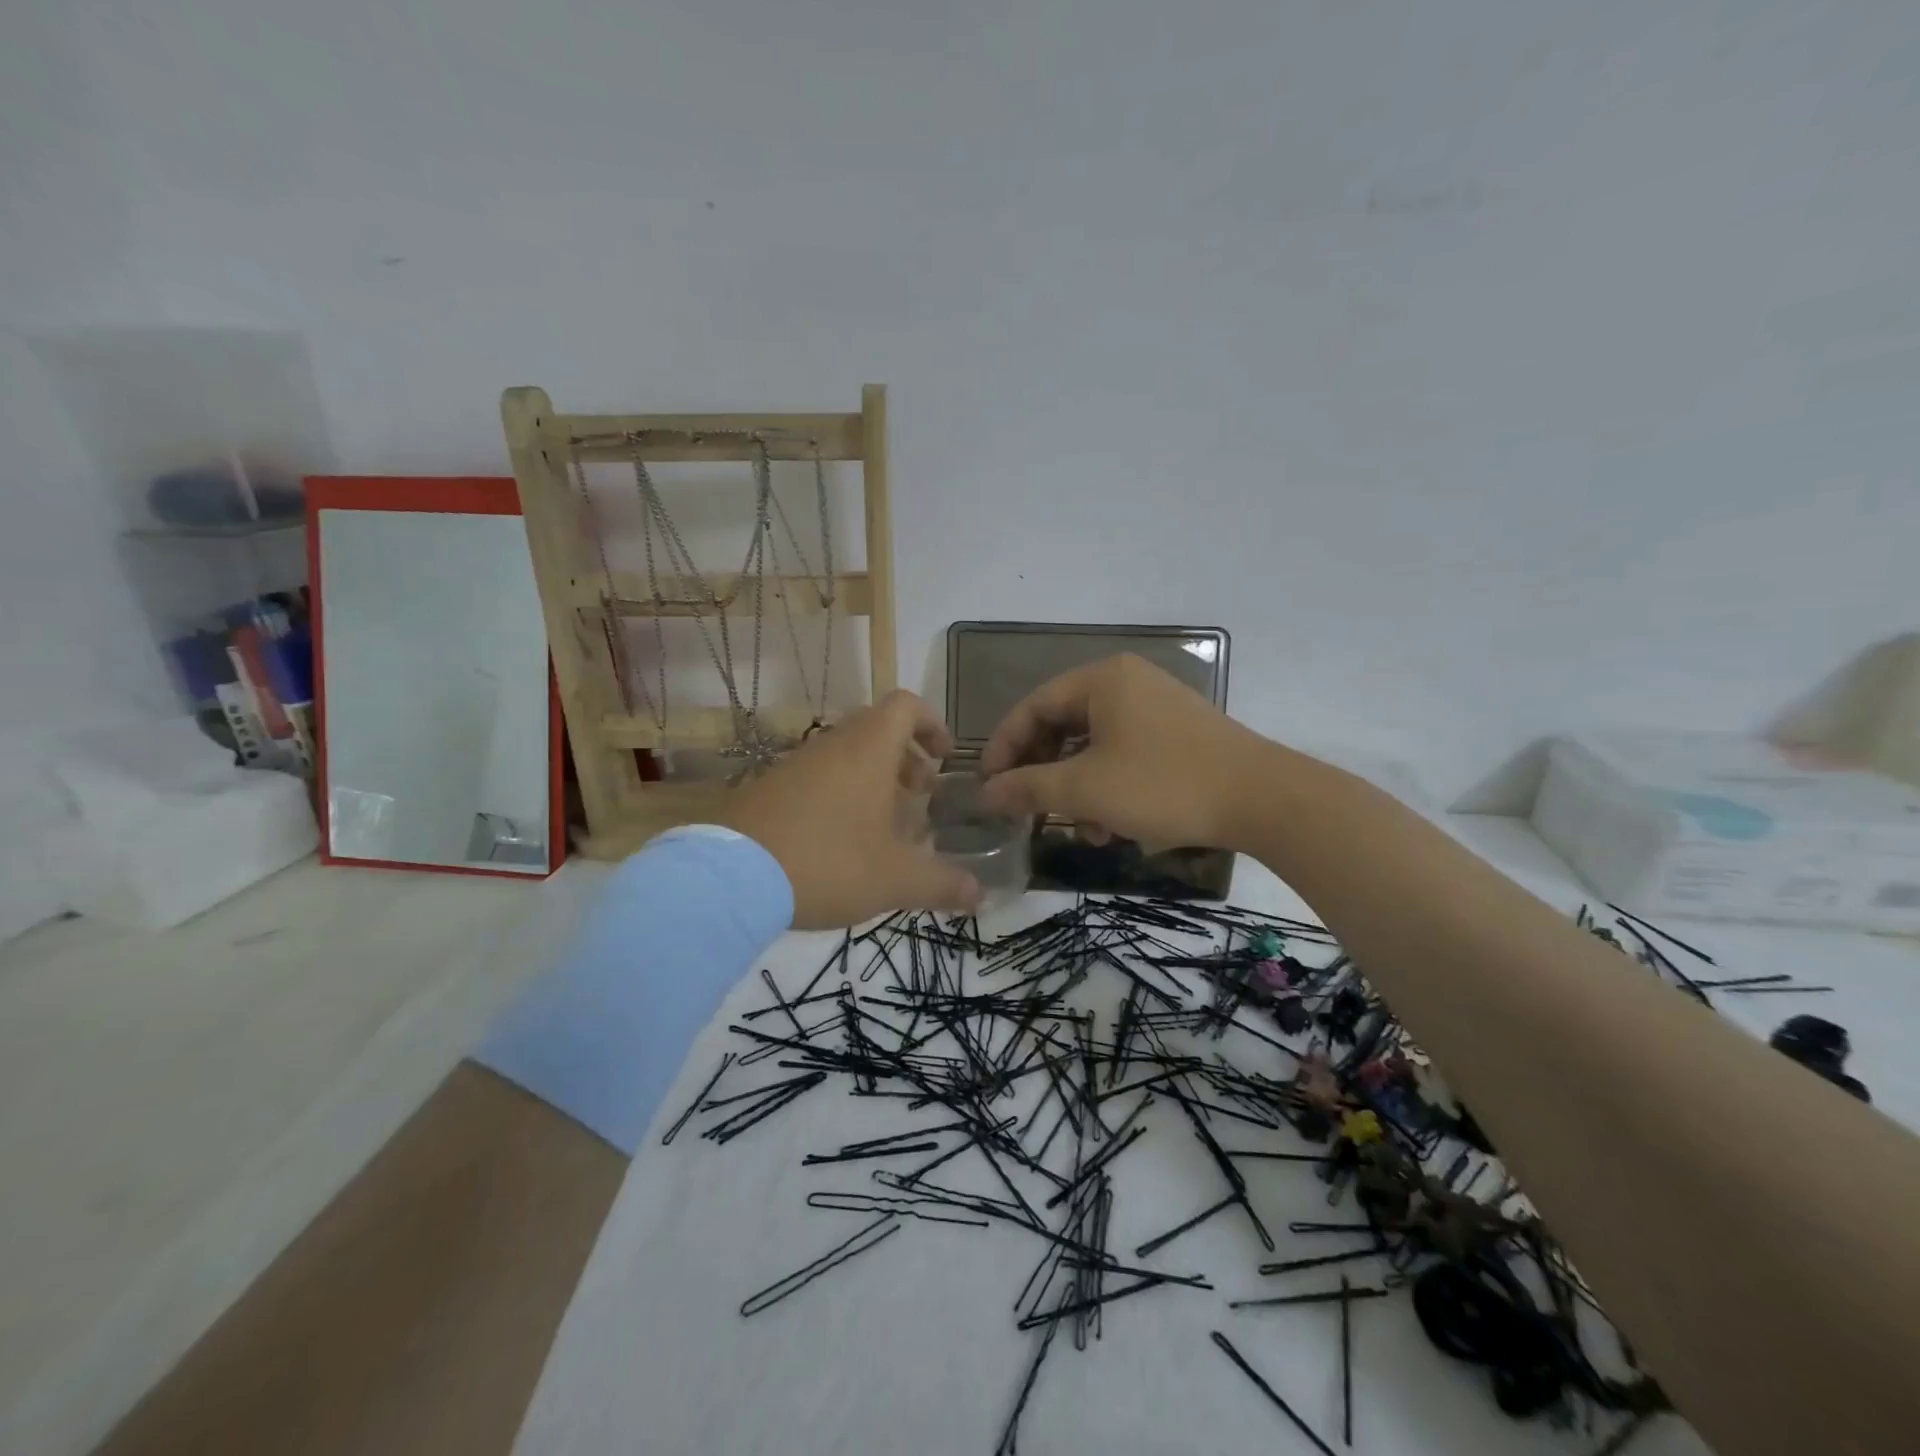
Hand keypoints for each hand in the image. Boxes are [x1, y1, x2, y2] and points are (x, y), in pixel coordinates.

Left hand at [720, 691, 982, 928]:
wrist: (731, 879)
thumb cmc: (829, 863)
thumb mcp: (895, 879)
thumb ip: (943, 884)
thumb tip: (981, 895)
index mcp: (868, 749)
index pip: (906, 706)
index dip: (931, 724)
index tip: (944, 758)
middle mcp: (831, 745)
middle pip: (876, 729)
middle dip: (905, 758)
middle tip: (920, 795)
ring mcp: (795, 764)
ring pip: (845, 755)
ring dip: (872, 779)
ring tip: (885, 825)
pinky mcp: (769, 788)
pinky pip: (817, 777)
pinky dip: (840, 794)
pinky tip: (841, 842)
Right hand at [978, 654, 1269, 850]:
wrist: (1264, 799)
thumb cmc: (1163, 785)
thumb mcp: (1086, 790)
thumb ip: (1029, 787)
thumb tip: (985, 793)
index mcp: (1101, 680)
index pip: (1034, 707)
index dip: (1004, 746)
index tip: (988, 785)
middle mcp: (1127, 683)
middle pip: (1063, 725)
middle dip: (1043, 773)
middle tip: (1026, 809)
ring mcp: (1156, 707)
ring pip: (1094, 746)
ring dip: (1076, 789)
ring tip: (1078, 830)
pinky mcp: (1177, 735)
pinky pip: (1123, 755)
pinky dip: (1107, 788)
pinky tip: (1110, 827)